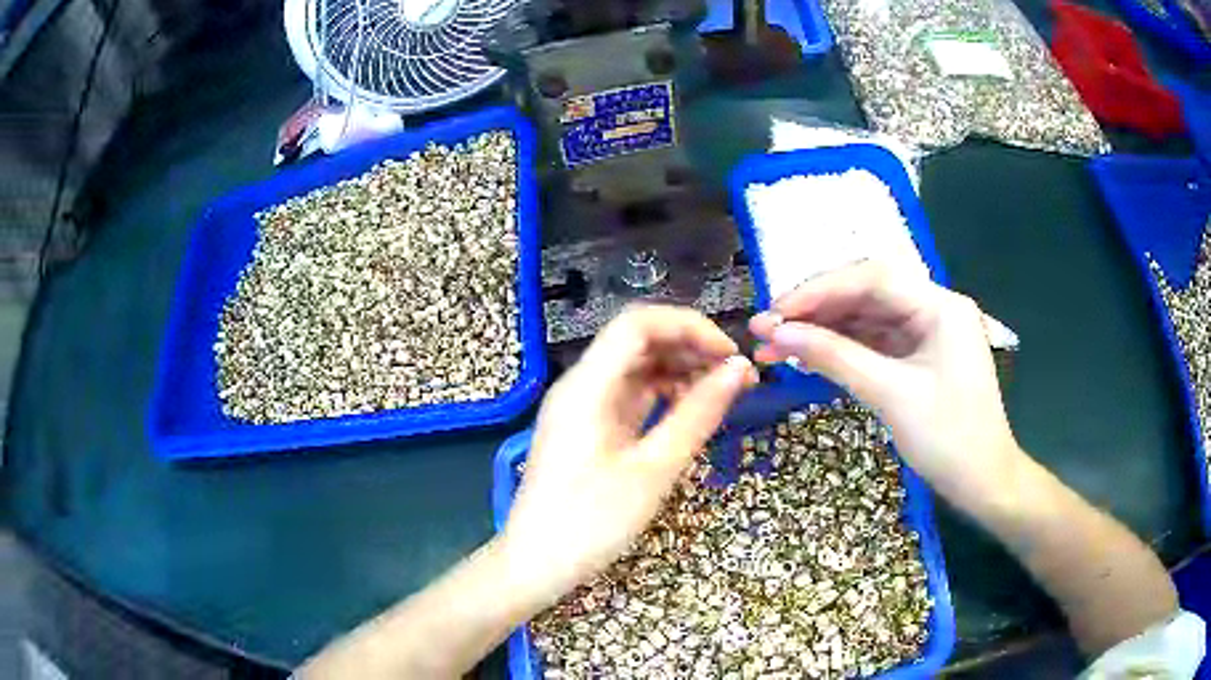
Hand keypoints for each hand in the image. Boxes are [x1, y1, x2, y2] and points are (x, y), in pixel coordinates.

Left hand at [502, 306, 757, 602]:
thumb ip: (697, 415)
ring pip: (636, 369)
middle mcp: (581, 386)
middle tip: (737, 376)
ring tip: (723, 394)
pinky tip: (691, 412)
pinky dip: (663, 397)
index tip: (730, 354)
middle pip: (638, 342)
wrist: (536, 565)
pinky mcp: (588, 429)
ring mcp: (582, 408)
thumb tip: (738, 371)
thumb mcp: (653, 470)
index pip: (638, 324)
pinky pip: (629, 397)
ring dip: (680, 372)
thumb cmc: (592, 523)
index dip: (688, 327)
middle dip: (690, 348)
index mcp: (587, 387)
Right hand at [749, 262, 1021, 504]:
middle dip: (814, 311)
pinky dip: (840, 350)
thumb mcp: (891, 395)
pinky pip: (873, 344)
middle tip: (765, 329)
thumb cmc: (948, 439)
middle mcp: (933, 308)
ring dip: (822, 331)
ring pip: (865, 320)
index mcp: (939, 306)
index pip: (871, 279)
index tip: (774, 312)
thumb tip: (777, 334)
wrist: (983, 483)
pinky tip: (806, 357)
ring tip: (774, 346)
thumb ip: (835, 357)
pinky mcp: (917, 357)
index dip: (818, 291)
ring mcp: (925, 333)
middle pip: (865, 295)